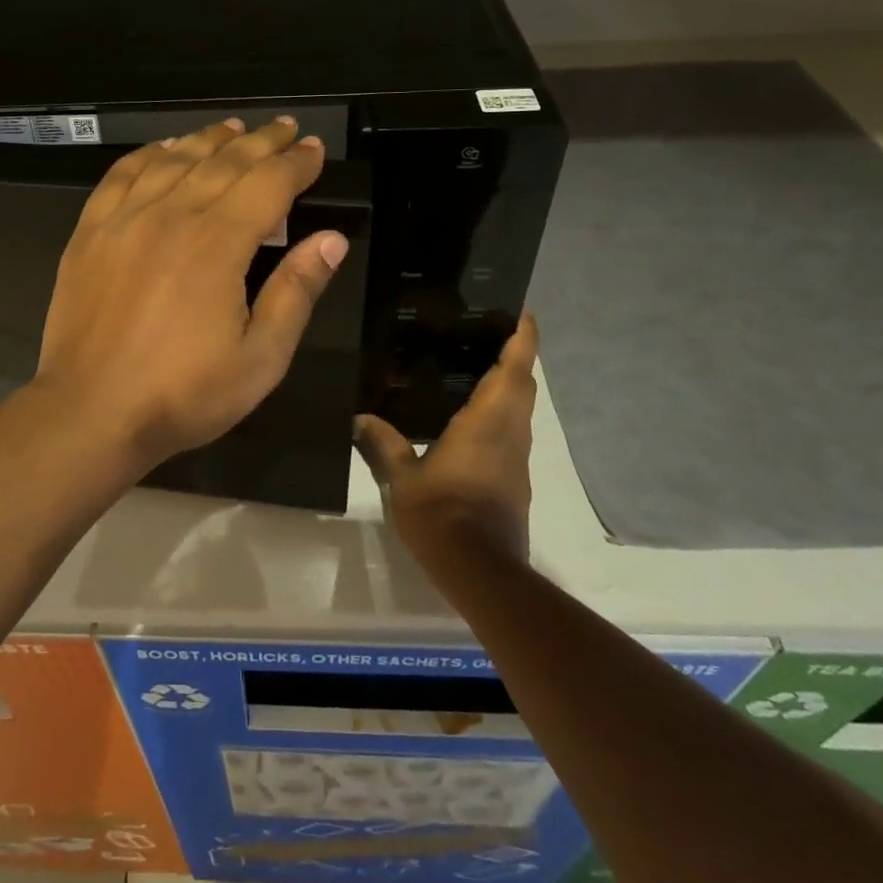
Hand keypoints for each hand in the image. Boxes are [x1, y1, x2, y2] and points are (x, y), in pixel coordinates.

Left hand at [34, 117, 349, 477]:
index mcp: (218, 243)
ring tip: (233, 128)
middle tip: (285, 128)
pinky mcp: (91, 232)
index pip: (268, 184)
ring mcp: (125, 219)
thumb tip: (331, 239)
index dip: (296, 163)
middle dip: (261, 141)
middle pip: (225, 161)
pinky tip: (164, 149)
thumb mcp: (260, 358)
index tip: (314, 150)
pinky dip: (148, 154)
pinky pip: (122, 175)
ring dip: (209, 138)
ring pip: (175, 159)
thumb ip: (296, 292)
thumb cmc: (183, 393)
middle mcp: (172, 215)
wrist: (91, 411)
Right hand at [354, 314, 538, 560]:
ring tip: (479, 366)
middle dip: (517, 355)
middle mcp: (509, 433)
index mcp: (487, 421)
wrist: (480, 570)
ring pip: (521, 409)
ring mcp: (516, 459)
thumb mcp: (402, 477)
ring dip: (511, 384)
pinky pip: (512, 432)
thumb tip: (359, 417)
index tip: (523, 313)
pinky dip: (501, 412)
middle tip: (493, 332)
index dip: (523, 338)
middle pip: (523, 384)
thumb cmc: (441, 513)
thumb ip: (383, 442)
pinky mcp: (515, 480)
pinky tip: (471, 417)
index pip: (514, 369)